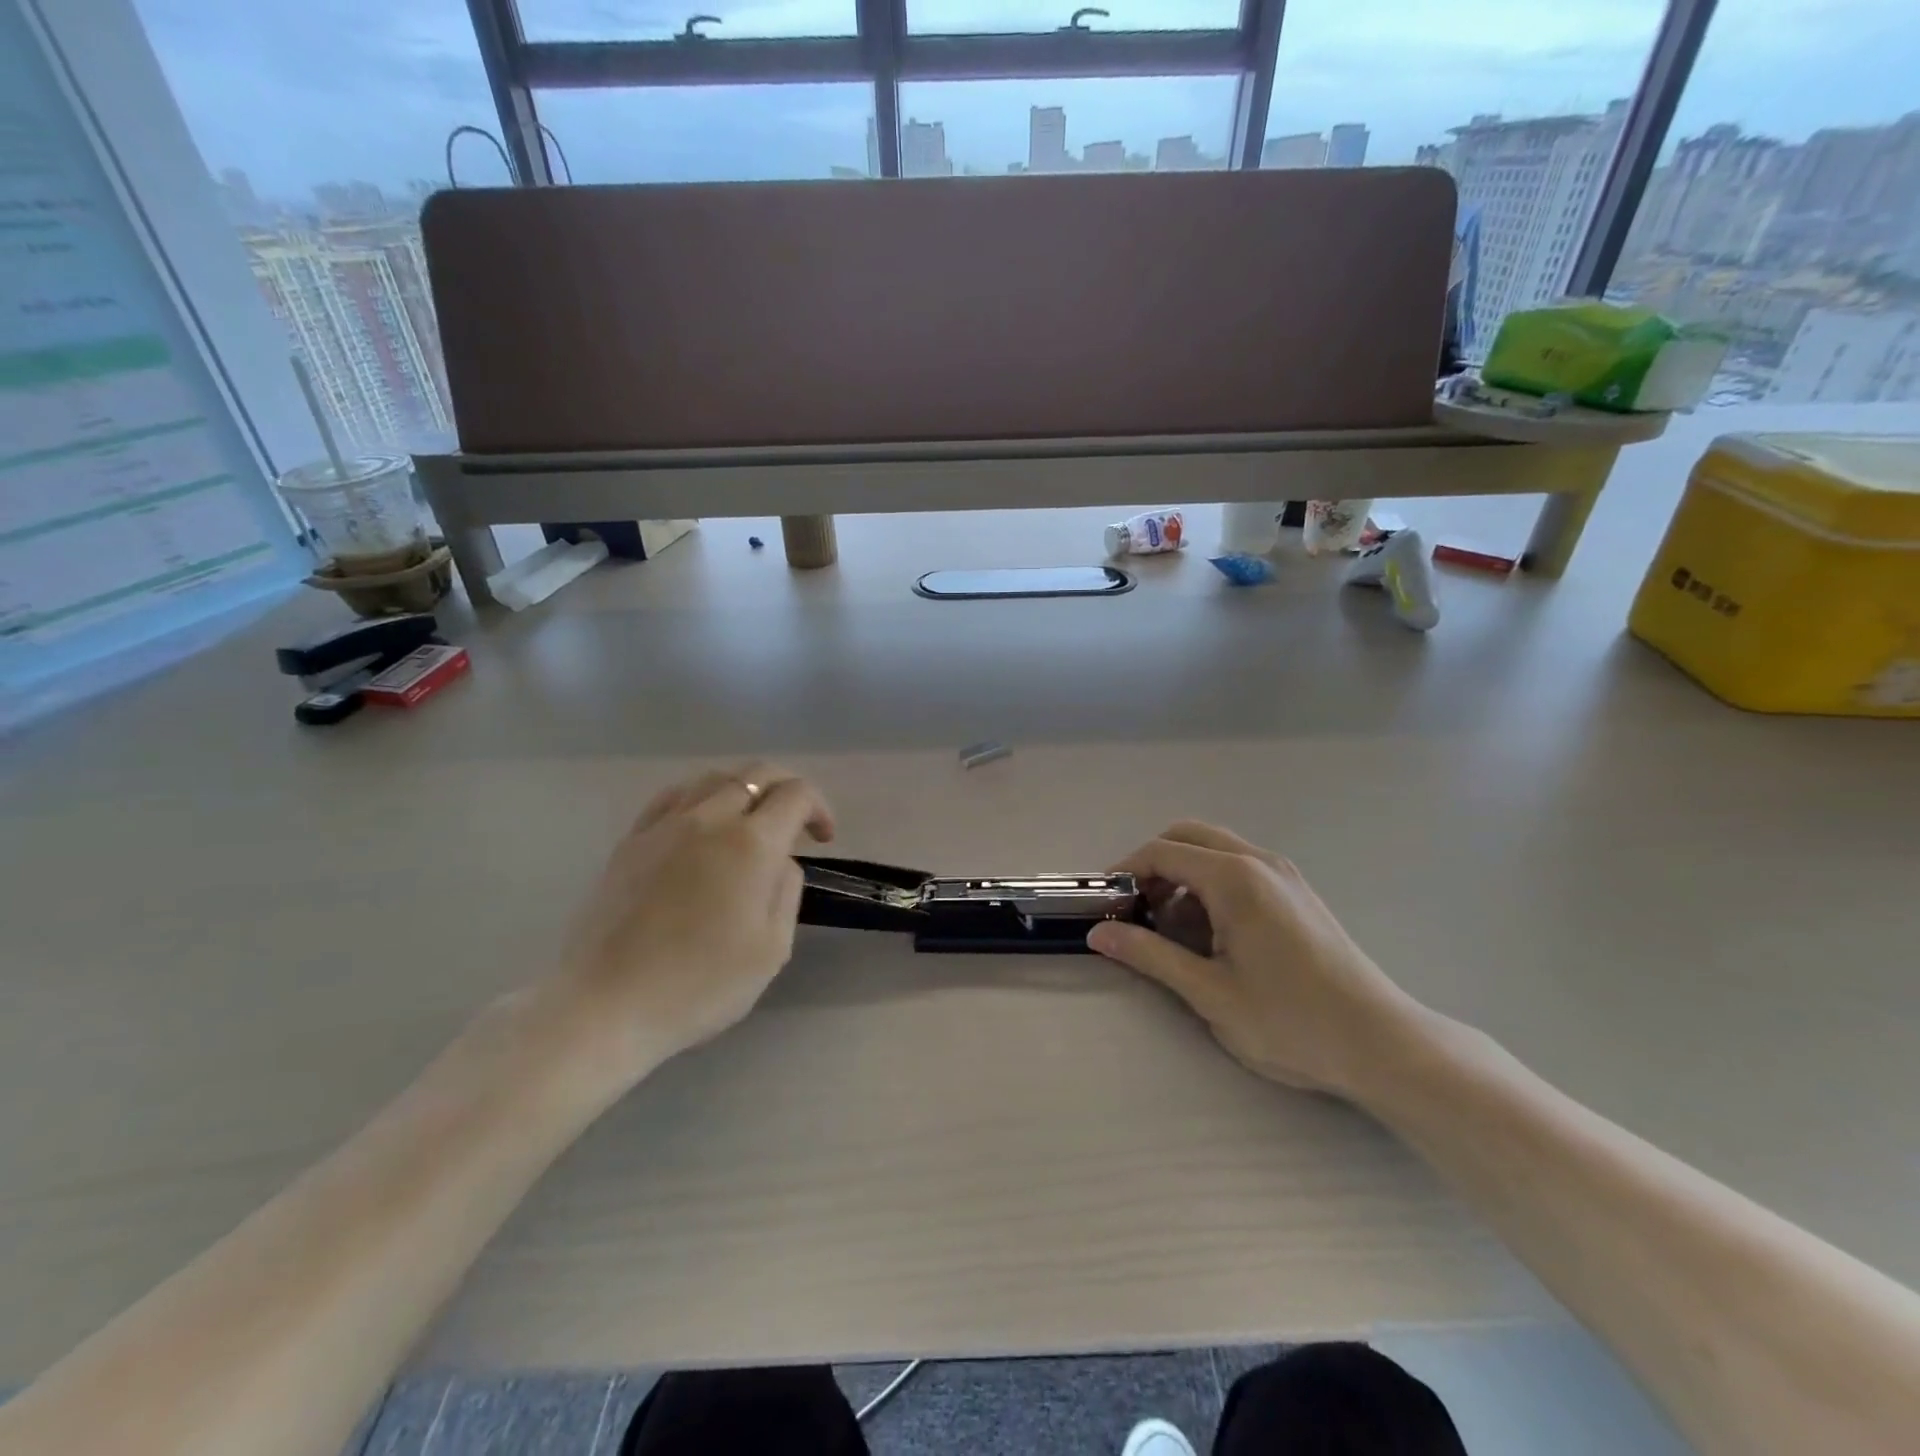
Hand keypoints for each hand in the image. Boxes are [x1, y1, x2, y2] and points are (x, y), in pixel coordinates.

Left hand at [552, 763, 834, 1083]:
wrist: (607, 1005)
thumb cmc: (700, 985)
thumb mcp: (772, 949)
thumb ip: (787, 891)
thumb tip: (779, 861)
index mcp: (751, 844)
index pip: (796, 795)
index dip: (819, 808)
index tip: (823, 838)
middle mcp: (709, 819)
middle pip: (756, 774)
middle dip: (787, 789)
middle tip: (796, 823)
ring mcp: (664, 826)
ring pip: (714, 777)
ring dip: (744, 788)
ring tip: (750, 820)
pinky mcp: (631, 840)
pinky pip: (673, 796)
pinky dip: (701, 796)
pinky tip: (702, 820)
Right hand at [1088, 822, 1420, 1096]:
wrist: (1382, 1045)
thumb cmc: (1291, 1021)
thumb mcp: (1209, 992)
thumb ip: (1149, 955)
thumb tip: (1099, 934)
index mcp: (1235, 878)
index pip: (1162, 852)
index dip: (1126, 871)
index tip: (1105, 902)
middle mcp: (1259, 862)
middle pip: (1188, 837)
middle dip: (1154, 865)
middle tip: (1138, 910)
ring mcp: (1284, 875)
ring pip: (1216, 850)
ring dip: (1183, 875)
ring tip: (1173, 930)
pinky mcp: (1298, 893)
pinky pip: (1241, 868)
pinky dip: (1211, 885)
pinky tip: (1213, 935)